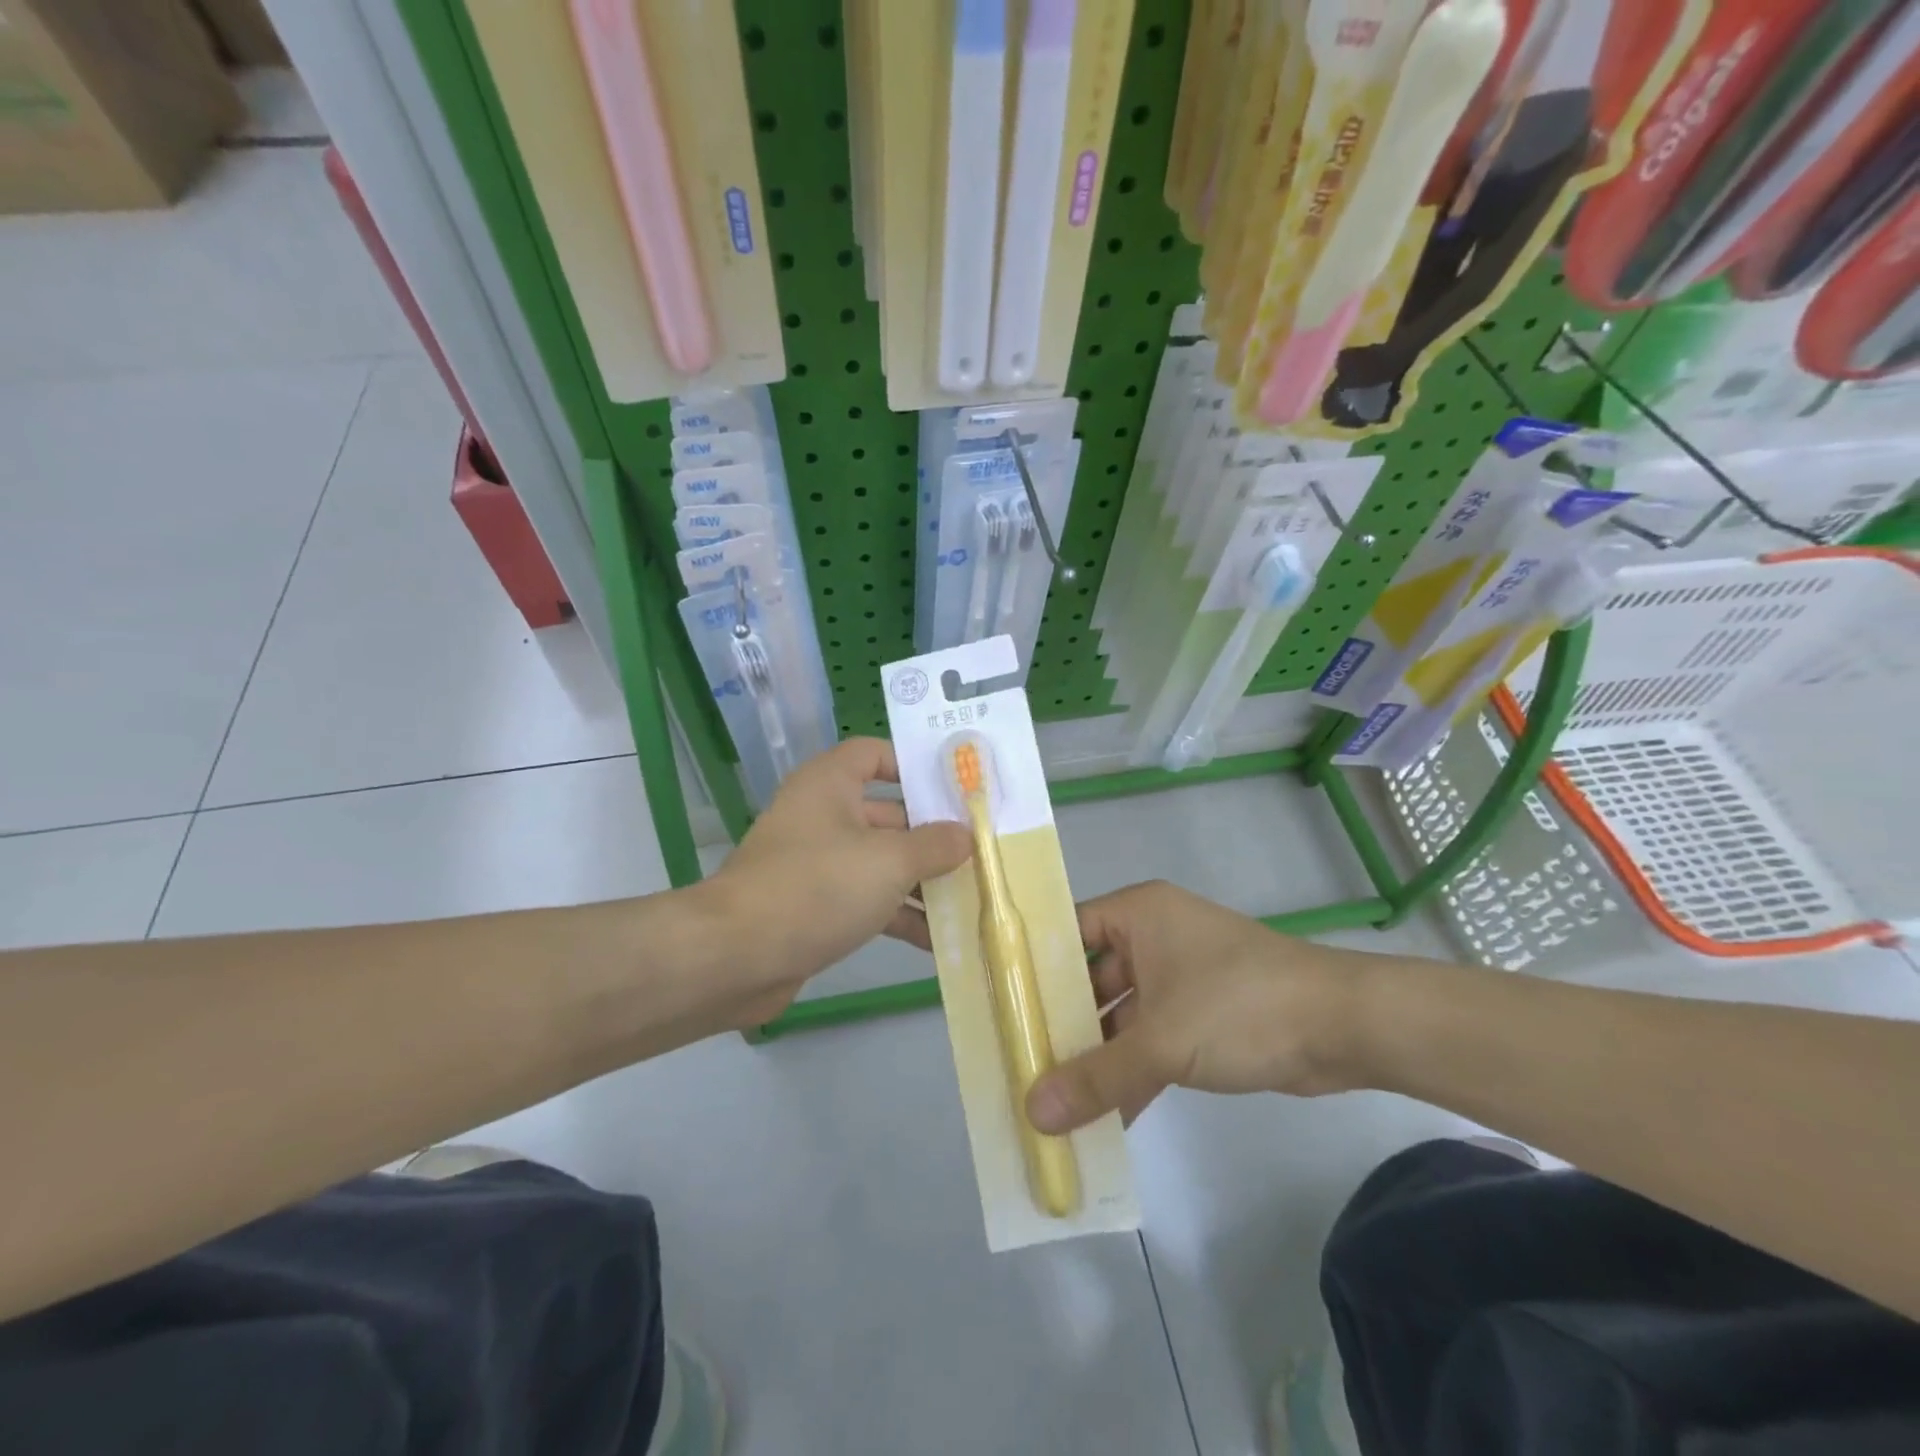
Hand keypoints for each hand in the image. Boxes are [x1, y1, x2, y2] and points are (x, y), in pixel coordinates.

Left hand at [703, 739, 972, 1022]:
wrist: (735, 958)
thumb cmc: (817, 887)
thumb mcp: (889, 861)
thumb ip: (935, 845)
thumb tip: (966, 836)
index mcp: (830, 784)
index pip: (875, 754)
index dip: (914, 765)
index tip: (957, 788)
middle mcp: (822, 815)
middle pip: (888, 813)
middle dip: (933, 835)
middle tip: (981, 850)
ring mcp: (818, 863)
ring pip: (881, 862)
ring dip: (922, 881)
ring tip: (972, 899)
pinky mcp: (816, 906)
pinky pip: (868, 900)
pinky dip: (899, 914)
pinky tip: (938, 941)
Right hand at [1025, 881, 1363, 1133]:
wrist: (1344, 1027)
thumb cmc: (1239, 1005)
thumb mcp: (1160, 1042)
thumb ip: (1095, 1077)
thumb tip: (1032, 1114)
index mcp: (1138, 914)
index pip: (1067, 930)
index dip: (1031, 966)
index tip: (996, 1005)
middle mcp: (1153, 937)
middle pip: (1091, 978)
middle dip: (1060, 1022)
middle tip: (1016, 1060)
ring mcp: (1179, 977)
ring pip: (1121, 1015)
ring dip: (1096, 1056)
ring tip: (1050, 1097)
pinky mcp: (1203, 1015)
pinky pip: (1152, 1040)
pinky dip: (1133, 1073)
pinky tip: (1104, 1119)